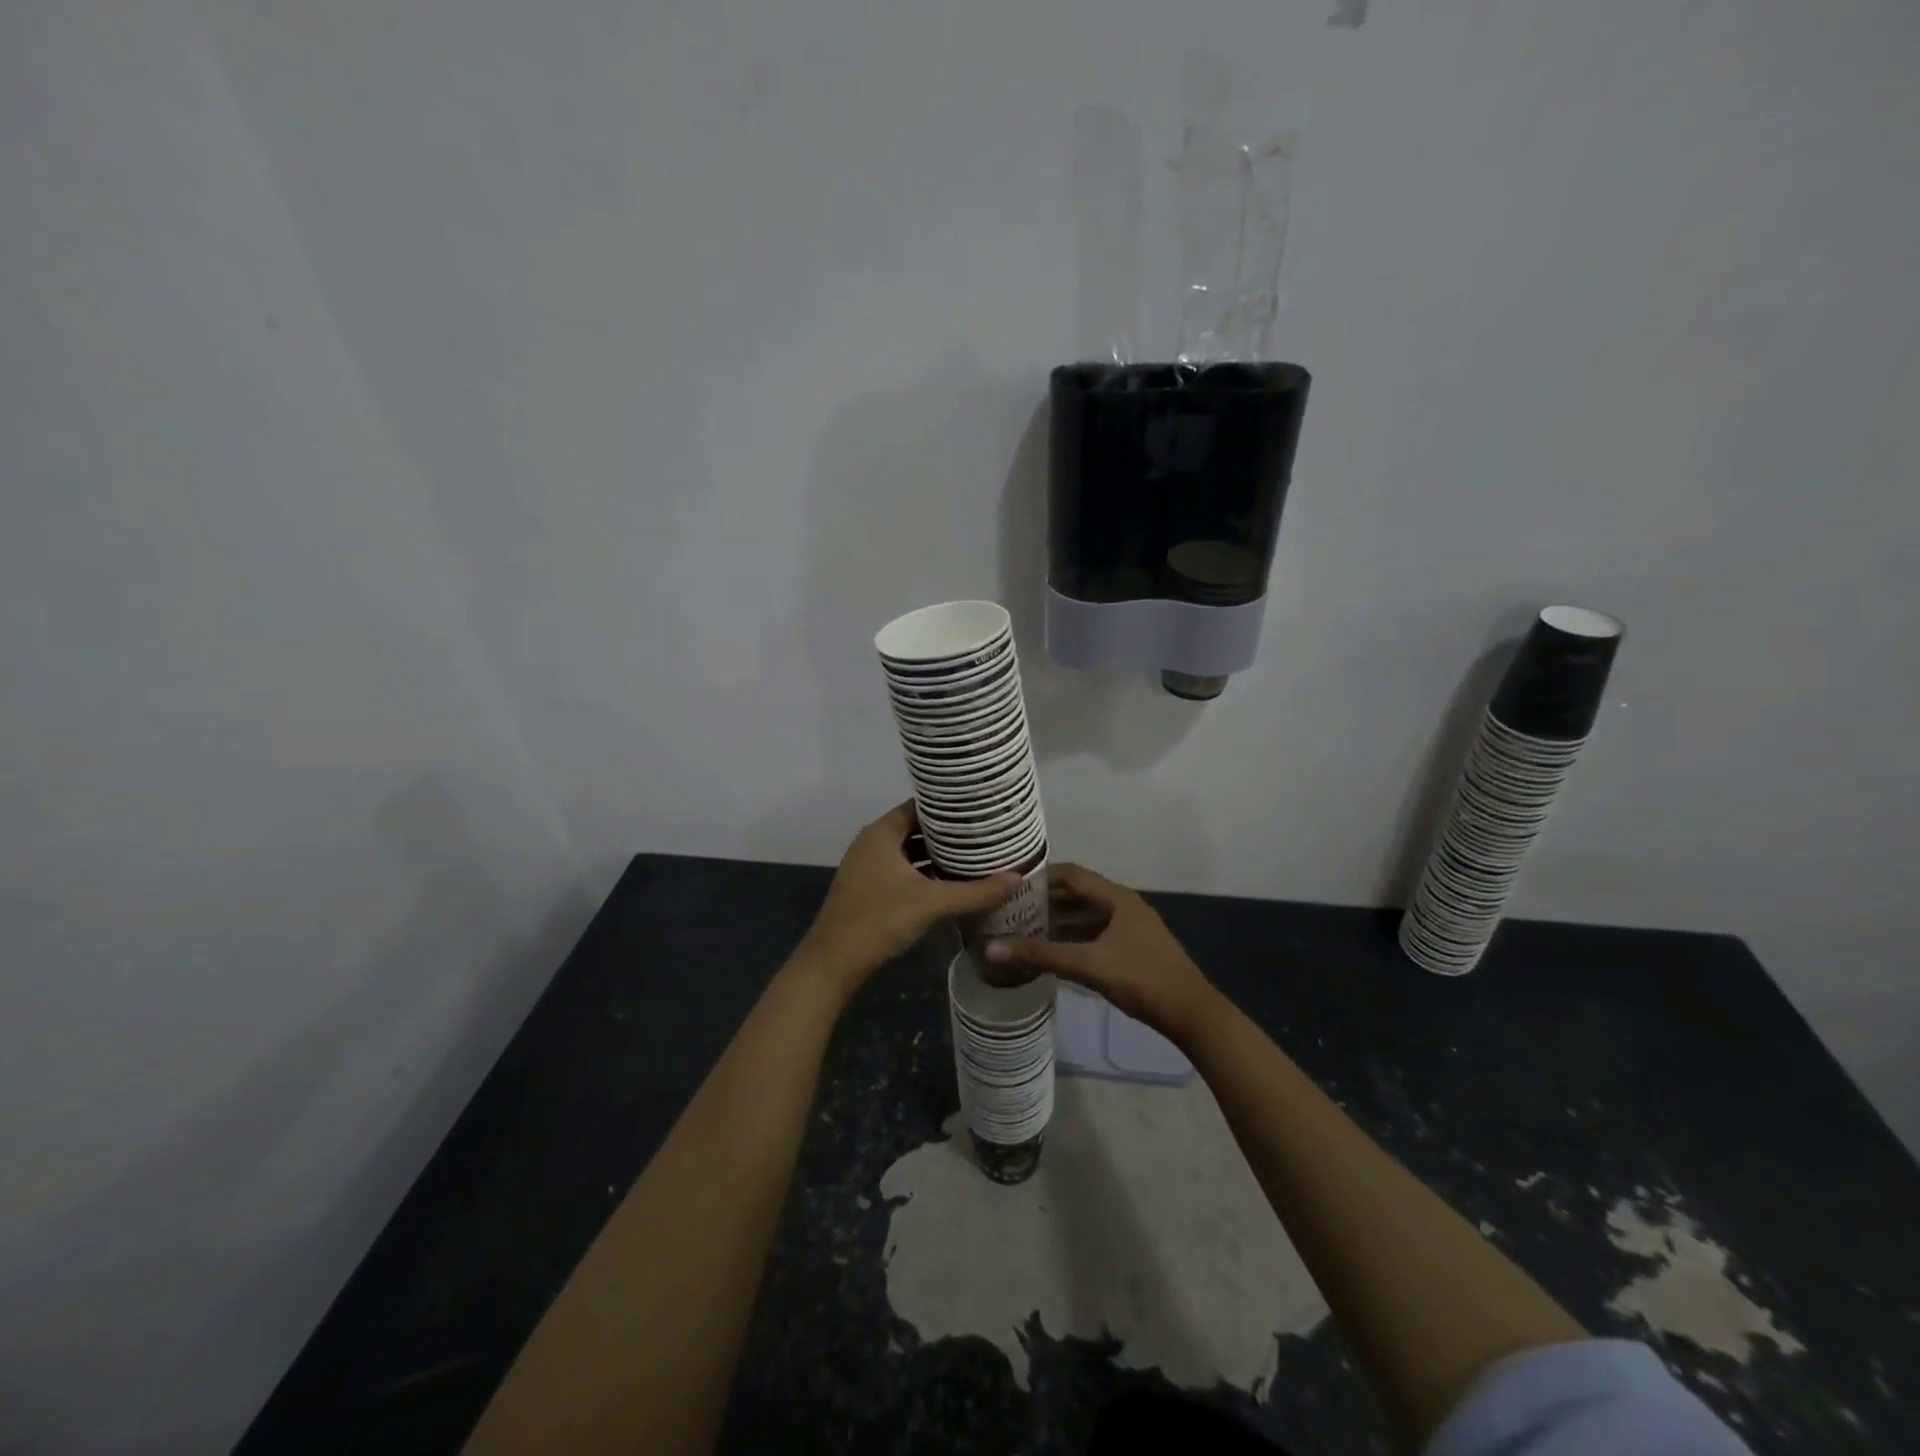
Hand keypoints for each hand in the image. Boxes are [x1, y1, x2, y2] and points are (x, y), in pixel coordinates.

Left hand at [794, 801, 1019, 1000]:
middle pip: (916, 828)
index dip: (949, 805)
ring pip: (910, 852)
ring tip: (976, 854)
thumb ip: (975, 891)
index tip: (980, 807)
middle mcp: (873, 843)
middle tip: (985, 831)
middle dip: (949, 832)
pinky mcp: (870, 890)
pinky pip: (904, 871)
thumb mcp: (931, 903)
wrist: (833, 964)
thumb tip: (1018, 877)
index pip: (920, 806)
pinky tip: (952, 882)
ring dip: (938, 855)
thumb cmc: (879, 920)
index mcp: (881, 833)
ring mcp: (869, 868)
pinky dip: (926, 873)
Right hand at [985, 864, 1217, 1044]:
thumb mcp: (1088, 965)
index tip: (1012, 884)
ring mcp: (1130, 928)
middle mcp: (1123, 905)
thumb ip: (1041, 954)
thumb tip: (991, 948)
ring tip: (1025, 930)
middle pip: (1078, 894)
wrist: (1190, 1013)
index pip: (1072, 874)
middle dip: (1046, 901)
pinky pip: (1095, 934)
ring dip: (1059, 922)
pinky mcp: (1132, 949)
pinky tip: (1053, 953)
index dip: (1041, 876)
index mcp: (1116, 898)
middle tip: (1012, 909)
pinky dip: (1073, 939)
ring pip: (1087, 916)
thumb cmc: (1141, 978)